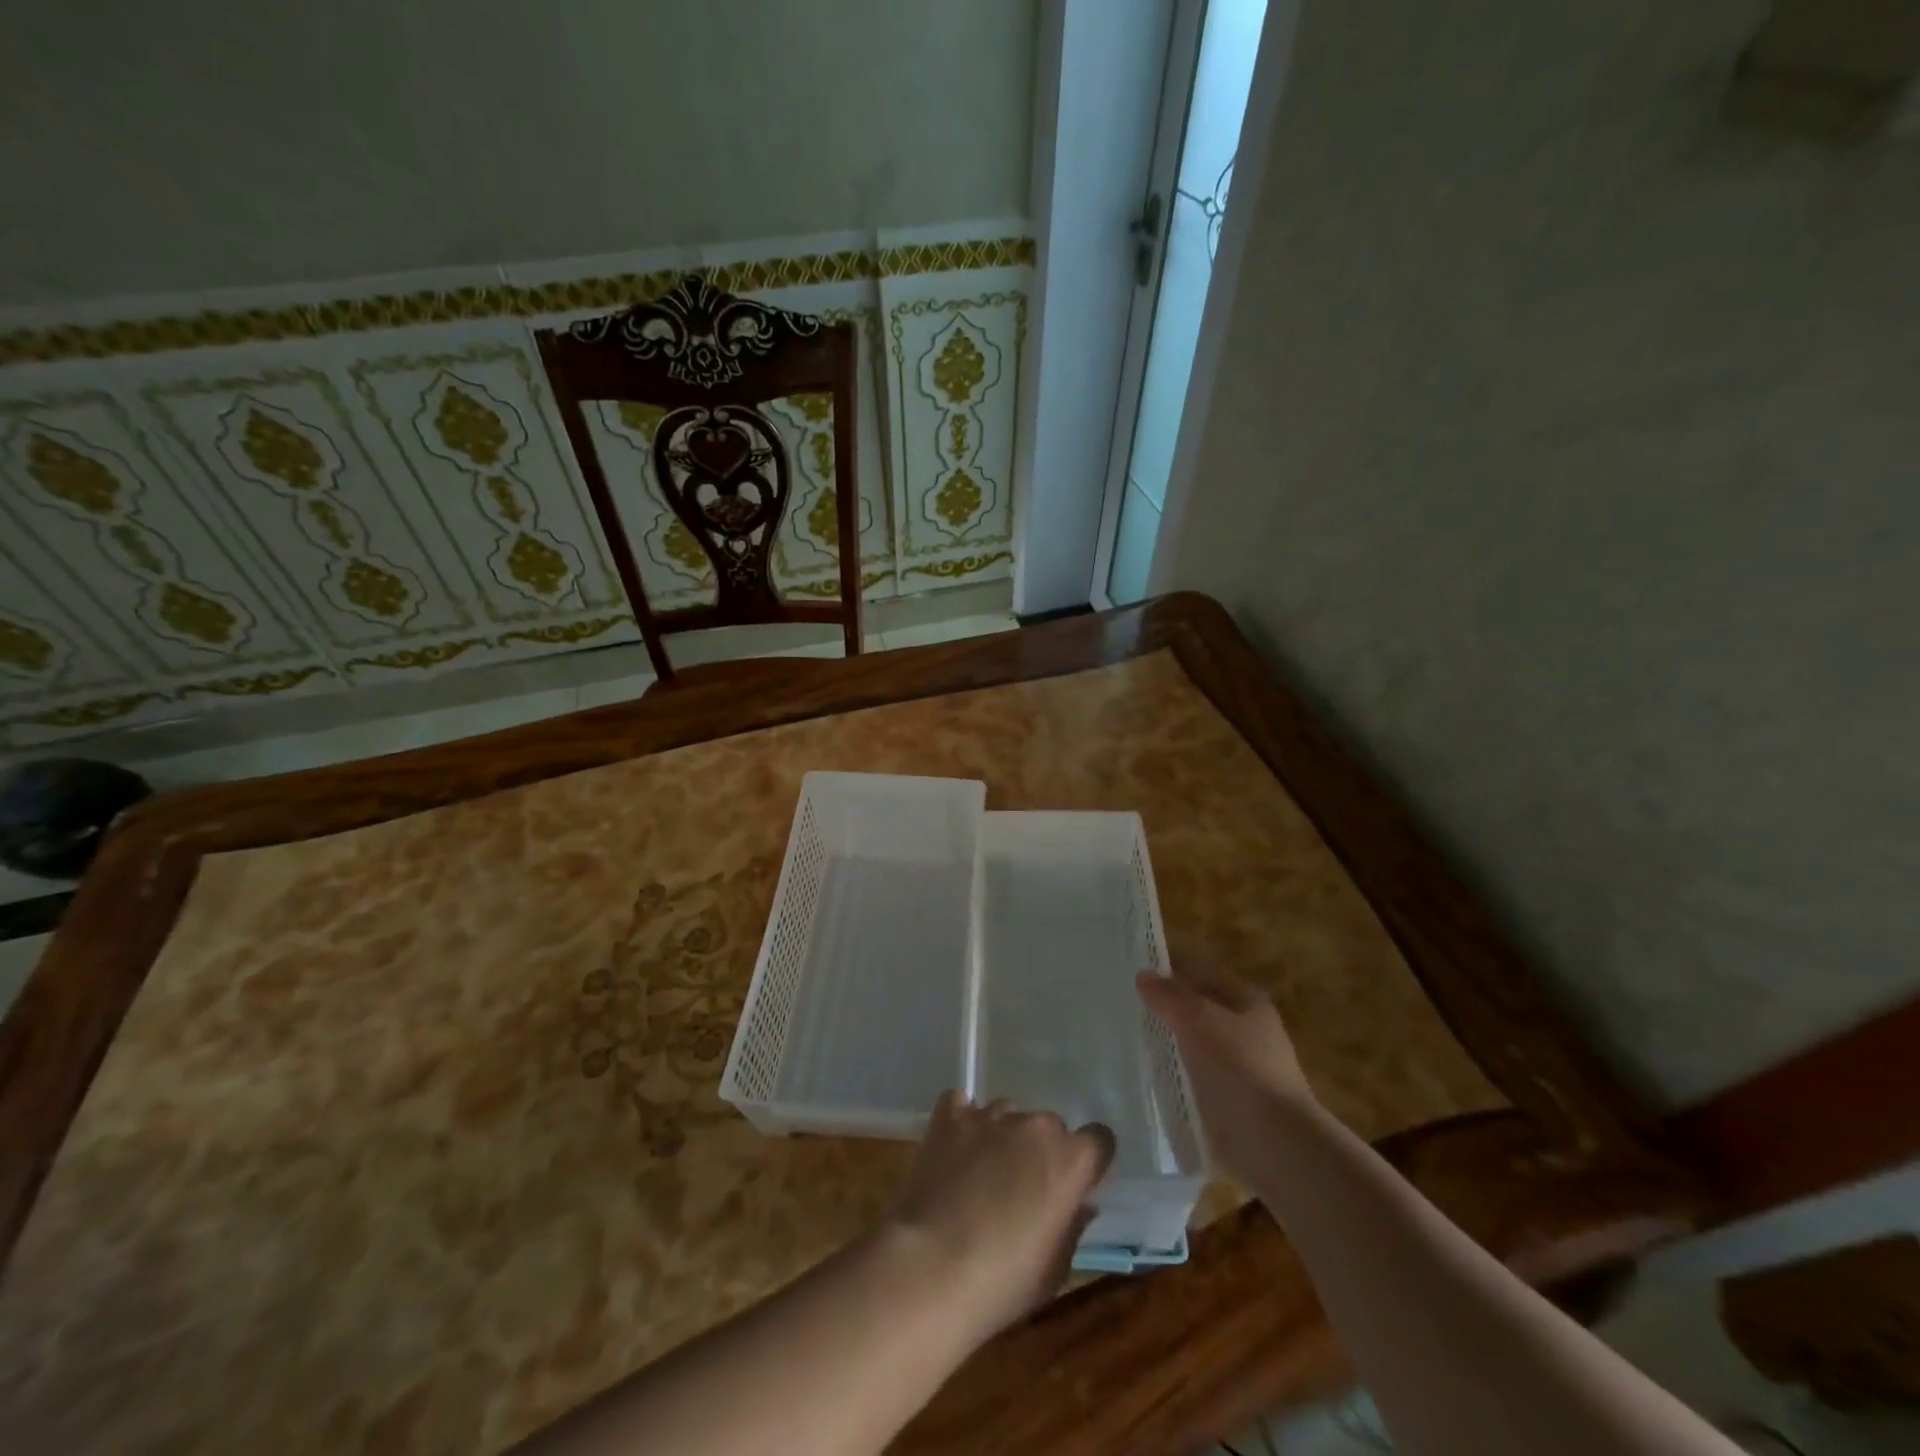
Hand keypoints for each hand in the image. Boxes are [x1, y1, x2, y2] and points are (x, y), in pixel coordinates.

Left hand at [887, 1091, 1113, 1343]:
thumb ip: (1072, 1226)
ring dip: (1002, 1136)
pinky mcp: (951, 1115)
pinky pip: (962, 1104)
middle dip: (1041, 1151)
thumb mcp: (1054, 1270)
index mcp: (1070, 1161)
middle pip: (1050, 1126)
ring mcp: (990, 1116)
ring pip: (1008, 1114)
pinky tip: (954, 1146)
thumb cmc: (1002, 1281)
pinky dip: (962, 1120)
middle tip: (1021, 1187)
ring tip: (981, 1172)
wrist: (932, 1266)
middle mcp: (1035, 1126)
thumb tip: (1079, 1203)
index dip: (1088, 1161)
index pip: (1099, 1139)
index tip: (1075, 1183)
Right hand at [1137, 966, 1318, 1186]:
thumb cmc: (1239, 1066)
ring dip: (1167, 1041)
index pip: (1202, 973)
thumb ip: (1169, 996)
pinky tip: (1146, 1073)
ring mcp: (1239, 1066)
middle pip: (1198, 1008)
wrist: (1273, 1141)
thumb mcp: (1199, 1019)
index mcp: (1247, 1000)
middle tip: (1124, 1004)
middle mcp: (1246, 1028)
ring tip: (1127, 1037)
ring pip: (1193, 1043)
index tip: (1134, 974)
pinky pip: (1193, 1075)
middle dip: (1166, 1007)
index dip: (1170, 970)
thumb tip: (1143, 975)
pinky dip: (1173, 1073)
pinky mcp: (1228, 1099)